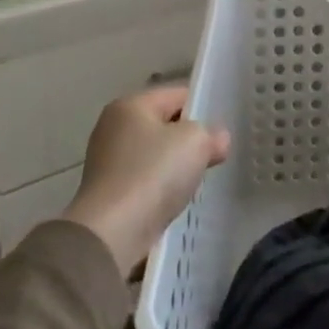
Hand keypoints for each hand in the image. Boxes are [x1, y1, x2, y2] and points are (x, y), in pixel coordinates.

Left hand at [60, 86, 230, 276]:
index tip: (221, 130)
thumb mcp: (195, 142)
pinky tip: (175, 201)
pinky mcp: (107, 192)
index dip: (203, 108)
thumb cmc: (153, 174)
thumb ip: (211, 134)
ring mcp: (107, 161)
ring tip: (198, 181)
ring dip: (176, 166)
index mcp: (130, 104)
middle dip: (189, 140)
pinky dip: (160, 188)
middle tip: (214, 155)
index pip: (177, 95)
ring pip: (155, 155)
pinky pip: (145, 180)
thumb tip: (218, 140)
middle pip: (164, 125)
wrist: (112, 233)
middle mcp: (113, 127)